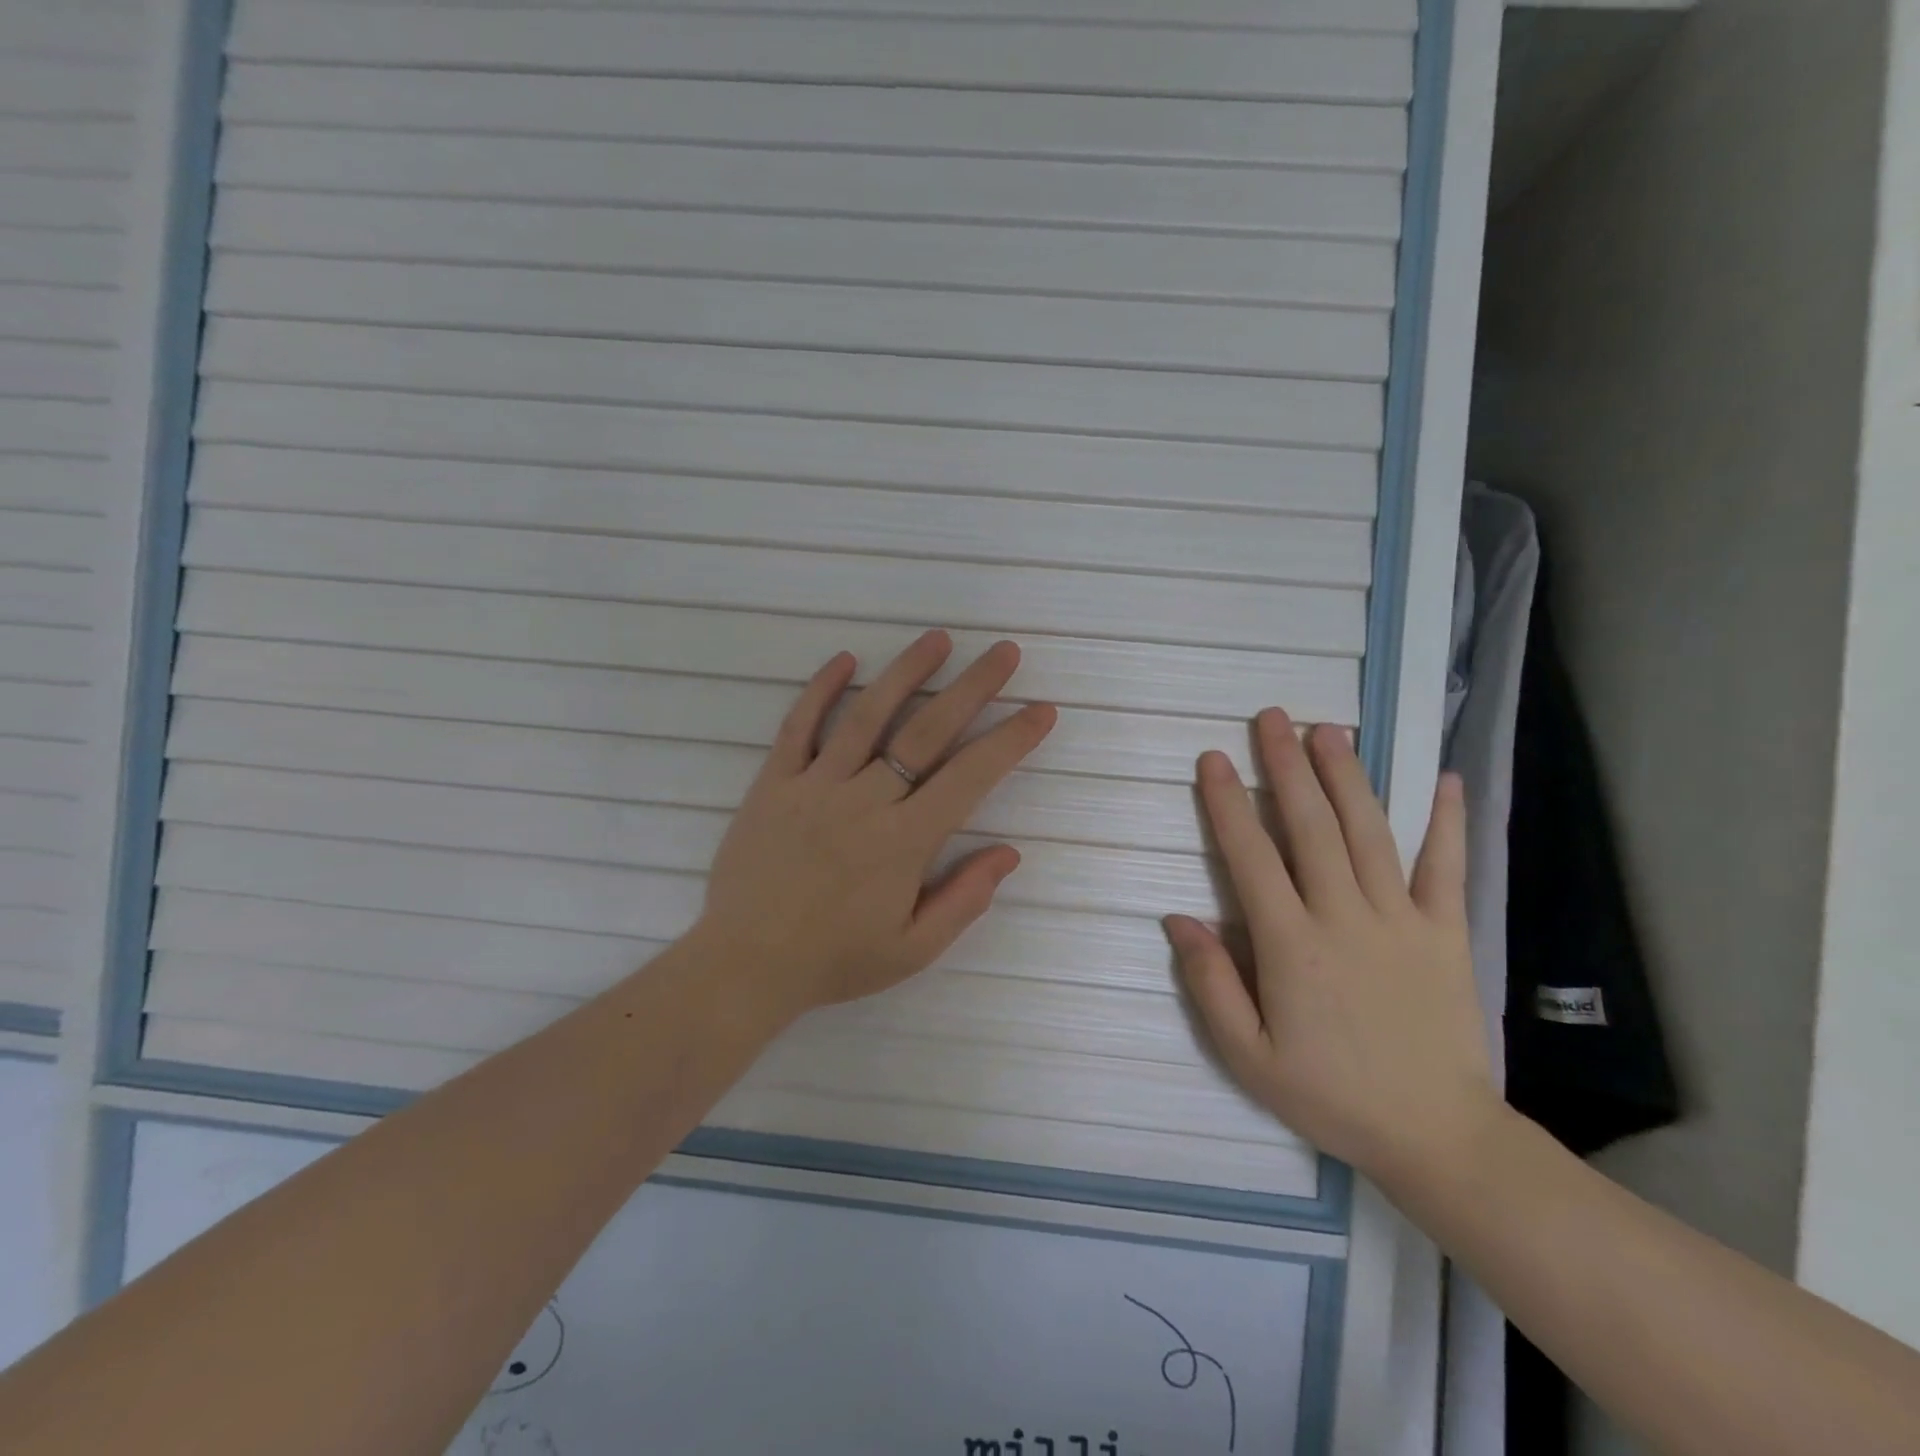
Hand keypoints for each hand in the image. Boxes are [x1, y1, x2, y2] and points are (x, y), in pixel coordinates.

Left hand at [697, 631, 1056, 1015]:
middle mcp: (863, 801)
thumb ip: (964, 899)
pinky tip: (845, 660)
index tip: (1040, 710)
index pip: (970, 777)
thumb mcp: (912, 950)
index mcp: (903, 842)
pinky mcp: (773, 783)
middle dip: (972, 688)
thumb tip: (1008, 852)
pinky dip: (820, 690)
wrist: (745, 965)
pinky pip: (797, 727)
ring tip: (938, 639)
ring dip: (906, 673)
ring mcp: (814, 786)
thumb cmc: (835, 960)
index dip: (1010, 740)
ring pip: (866, 716)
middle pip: (926, 732)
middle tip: (1004, 652)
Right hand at [1167, 711, 1498, 1192]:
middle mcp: (1344, 916)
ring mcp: (1401, 919)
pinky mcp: (1446, 932)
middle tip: (1272, 717)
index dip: (1227, 803)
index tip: (1212, 759)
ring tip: (1329, 730)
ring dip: (1346, 776)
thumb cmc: (1330, 1095)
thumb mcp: (1248, 1055)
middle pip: (1311, 826)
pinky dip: (1448, 822)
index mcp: (1291, 944)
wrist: (1436, 1135)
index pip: (1250, 856)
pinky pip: (1446, 868)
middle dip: (1286, 766)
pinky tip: (1446, 779)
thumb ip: (1210, 982)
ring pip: (1369, 832)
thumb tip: (1178, 917)